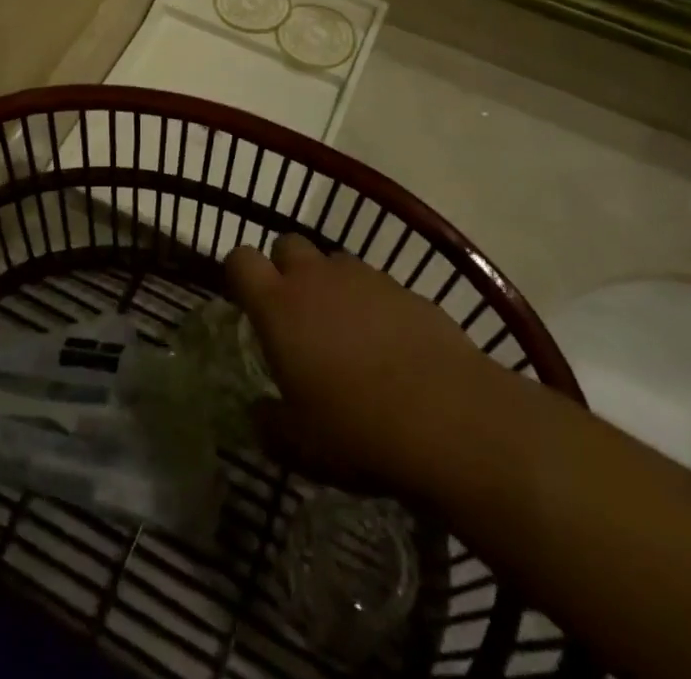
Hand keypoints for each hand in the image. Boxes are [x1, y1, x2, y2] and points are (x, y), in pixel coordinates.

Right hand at [225, 234, 506, 493]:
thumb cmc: (358, 430)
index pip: (240, 259)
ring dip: (329, 285)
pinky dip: (371, 304)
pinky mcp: (404, 288)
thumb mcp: (301, 445)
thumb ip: (270, 423)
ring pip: (332, 261)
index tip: (248, 303)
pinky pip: (374, 284)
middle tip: (295, 315)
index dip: (239, 275)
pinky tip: (388, 346)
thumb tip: (258, 412)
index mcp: (279, 306)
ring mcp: (363, 277)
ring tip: (344, 333)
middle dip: (284, 269)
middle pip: (286, 244)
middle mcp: (316, 278)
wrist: (450, 417)